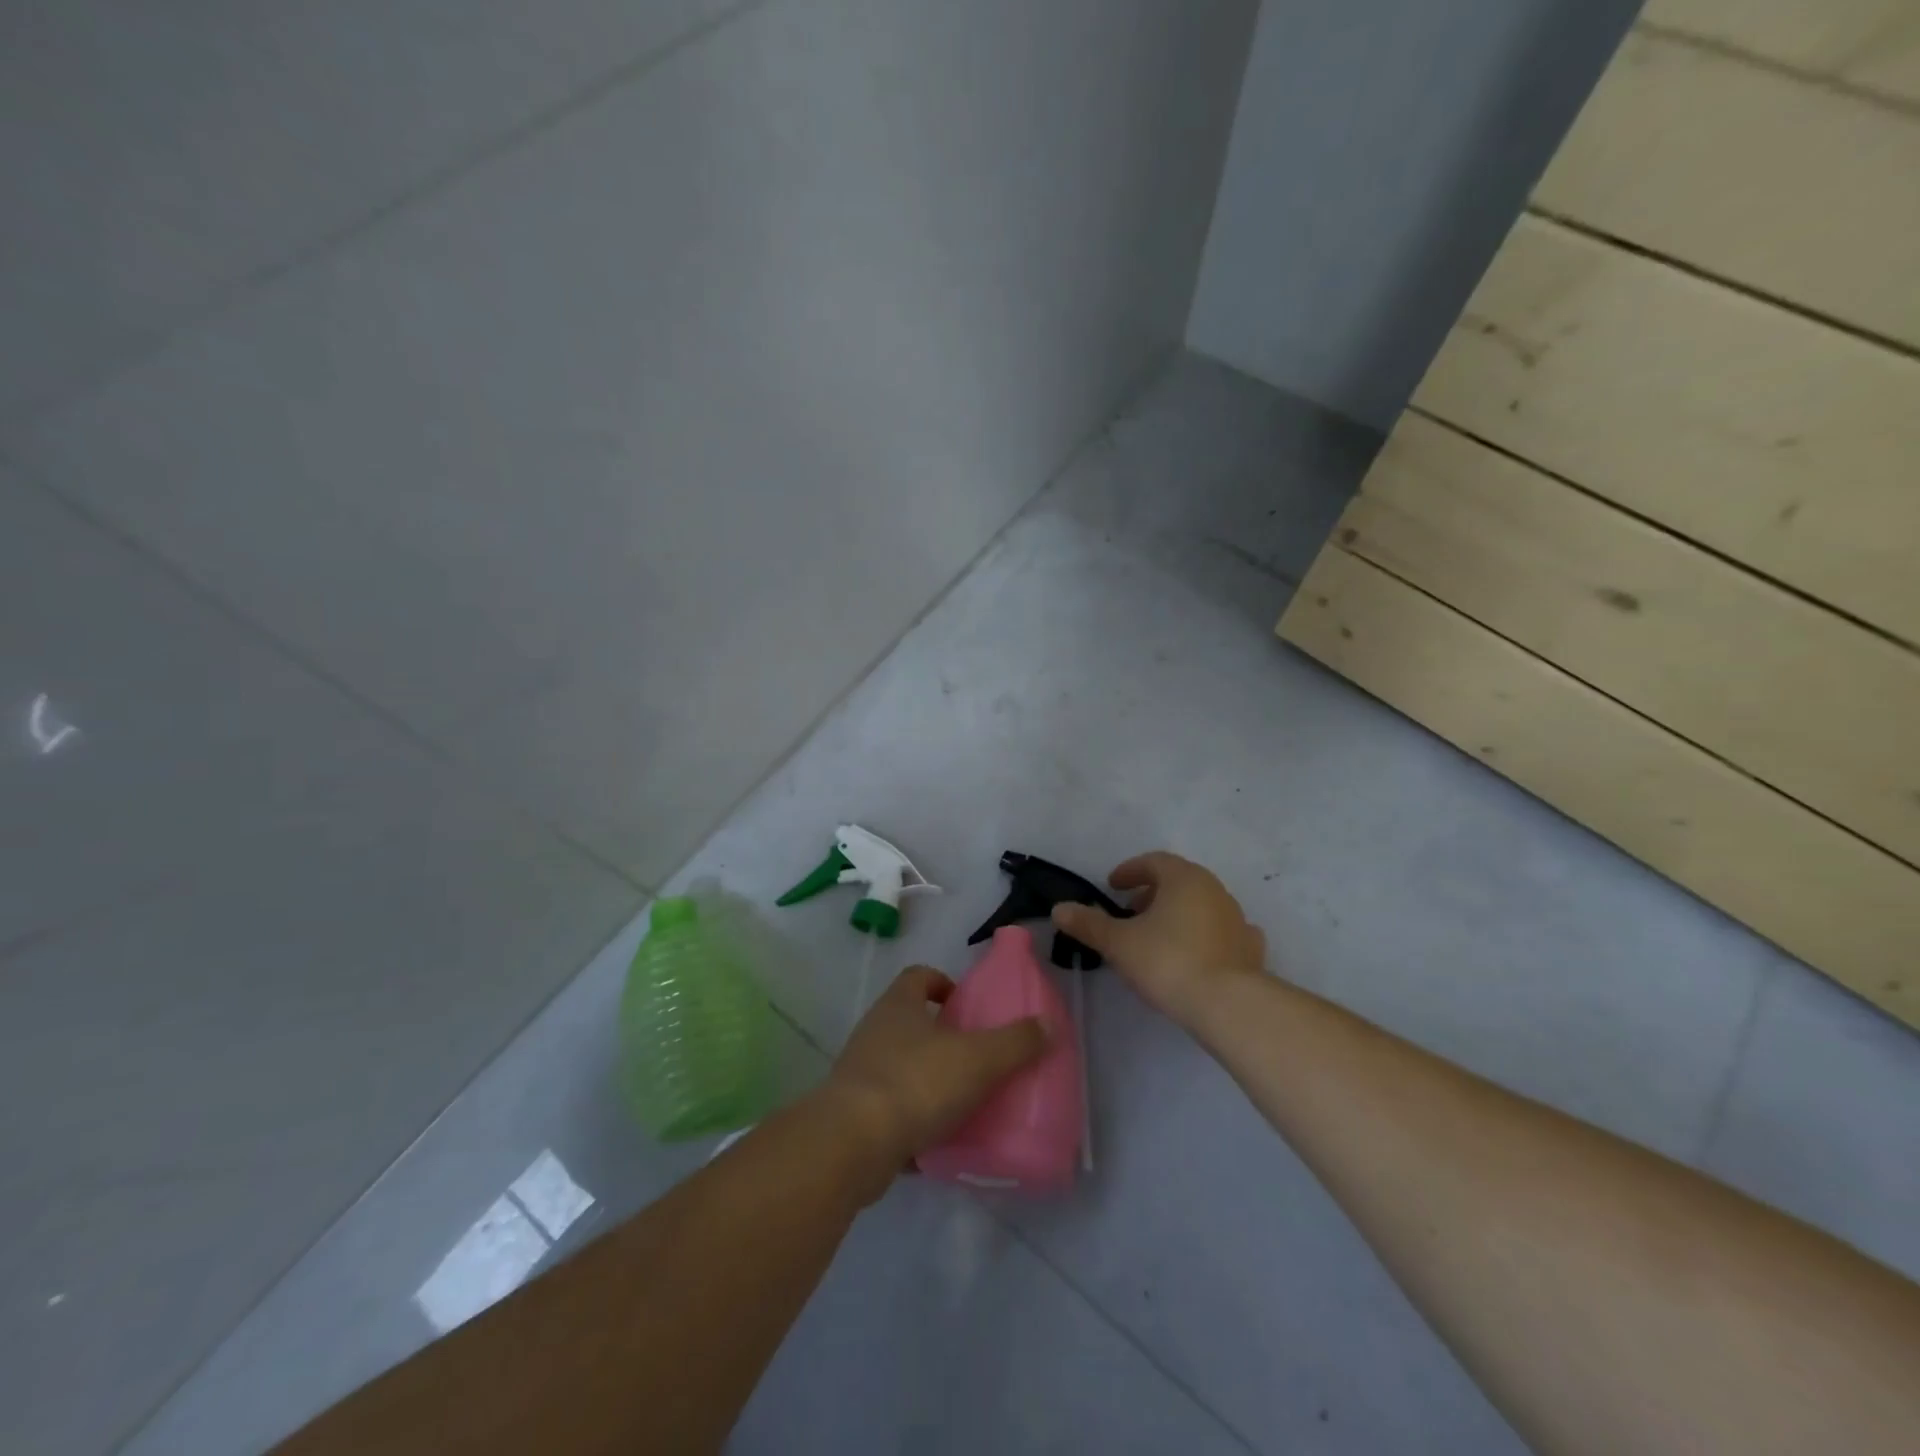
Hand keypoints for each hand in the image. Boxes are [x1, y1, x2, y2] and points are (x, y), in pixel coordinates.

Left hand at [821, 966, 1047, 1194]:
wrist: (853, 1144)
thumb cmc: (917, 1083)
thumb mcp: (978, 1059)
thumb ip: (1015, 1042)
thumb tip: (1047, 1024)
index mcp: (899, 1005)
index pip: (918, 976)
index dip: (943, 983)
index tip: (967, 1005)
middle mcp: (875, 1031)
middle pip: (910, 1022)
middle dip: (942, 1037)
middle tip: (977, 1057)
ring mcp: (860, 1074)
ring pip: (900, 1067)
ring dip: (928, 1081)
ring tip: (965, 1102)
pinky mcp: (854, 1116)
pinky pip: (890, 1112)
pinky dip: (913, 1123)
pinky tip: (940, 1143)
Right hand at [1052, 851, 1265, 1025]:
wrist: (1228, 1005)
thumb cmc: (1168, 961)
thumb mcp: (1118, 943)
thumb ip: (1088, 924)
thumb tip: (1059, 909)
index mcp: (1184, 878)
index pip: (1154, 861)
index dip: (1130, 871)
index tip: (1113, 886)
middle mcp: (1214, 889)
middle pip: (1179, 881)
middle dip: (1152, 893)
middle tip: (1130, 914)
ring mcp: (1237, 919)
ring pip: (1201, 905)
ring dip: (1178, 914)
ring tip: (1158, 938)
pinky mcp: (1251, 949)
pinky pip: (1224, 932)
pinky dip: (1206, 936)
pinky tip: (1197, 954)